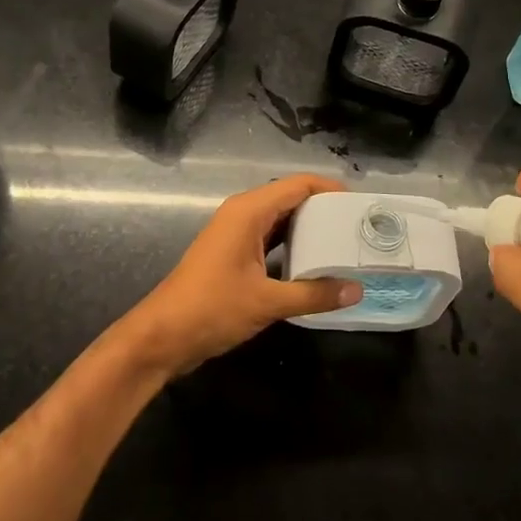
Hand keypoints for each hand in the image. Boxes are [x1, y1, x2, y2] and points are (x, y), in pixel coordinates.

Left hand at [120, 174, 360, 376]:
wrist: (162, 336)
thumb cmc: (212, 309)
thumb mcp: (267, 302)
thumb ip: (313, 294)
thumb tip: (356, 290)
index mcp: (249, 211)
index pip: (298, 184)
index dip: (330, 189)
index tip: (359, 205)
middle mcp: (242, 213)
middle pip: (290, 197)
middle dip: (323, 208)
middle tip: (357, 225)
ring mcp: (235, 233)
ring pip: (279, 218)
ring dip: (308, 227)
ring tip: (343, 242)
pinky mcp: (232, 252)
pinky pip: (269, 236)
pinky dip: (292, 243)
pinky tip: (313, 262)